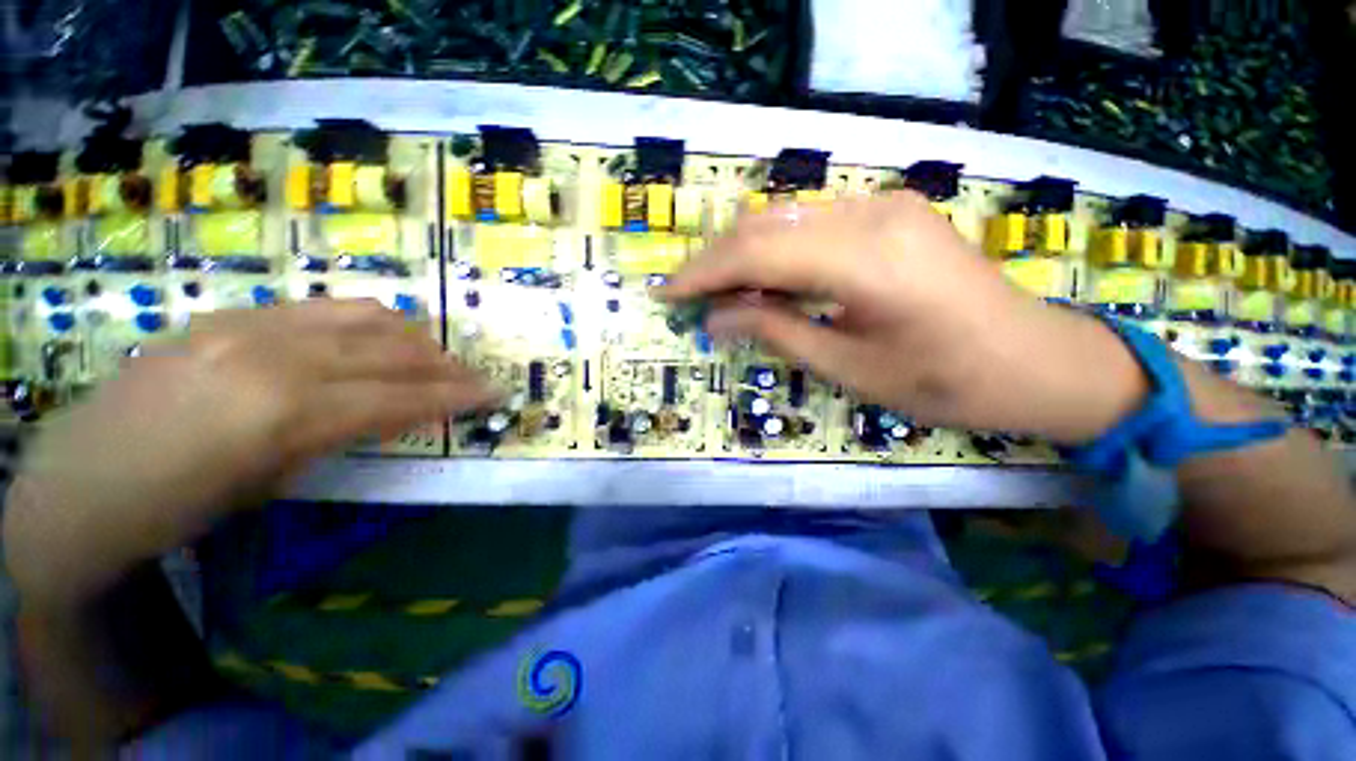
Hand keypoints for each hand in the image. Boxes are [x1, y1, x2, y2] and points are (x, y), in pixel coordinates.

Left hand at [4, 300, 496, 607]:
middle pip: (391, 352)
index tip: (495, 393)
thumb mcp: (269, 486)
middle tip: (473, 377)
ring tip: (430, 355)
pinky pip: (318, 308)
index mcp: (287, 413)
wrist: (72, 486)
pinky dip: (363, 322)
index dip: (455, 395)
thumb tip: (381, 413)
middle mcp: (276, 356)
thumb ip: (334, 436)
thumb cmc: (173, 511)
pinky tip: (372, 338)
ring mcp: (248, 326)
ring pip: (361, 316)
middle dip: (445, 365)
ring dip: (410, 337)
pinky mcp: (228, 315)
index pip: (399, 397)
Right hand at [661, 191, 1147, 440]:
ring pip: (785, 221)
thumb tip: (715, 318)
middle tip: (688, 297)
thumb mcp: (849, 367)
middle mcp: (873, 213)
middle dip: (717, 262)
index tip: (668, 294)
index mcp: (868, 259)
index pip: (758, 252)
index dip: (704, 273)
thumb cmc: (946, 381)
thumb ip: (776, 331)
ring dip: (744, 257)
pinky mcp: (890, 212)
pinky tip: (765, 282)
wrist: (1036, 360)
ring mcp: (885, 205)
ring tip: (719, 295)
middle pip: (766, 226)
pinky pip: (812, 225)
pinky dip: (777, 252)